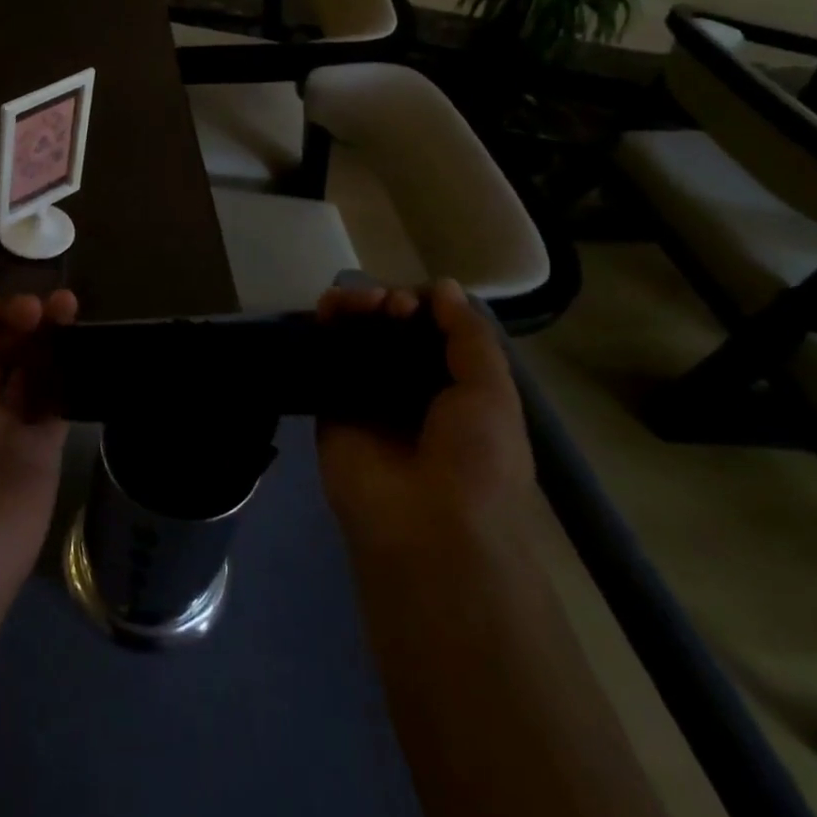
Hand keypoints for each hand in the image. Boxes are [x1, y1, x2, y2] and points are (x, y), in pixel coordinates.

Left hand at [0, 292, 75, 617]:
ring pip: (36, 367)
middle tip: (52, 306)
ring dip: (52, 338)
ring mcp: (11, 425)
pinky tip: (84, 350)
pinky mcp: (43, 449)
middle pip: (6, 346)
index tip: (21, 307)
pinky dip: (71, 374)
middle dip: (26, 319)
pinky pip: (58, 402)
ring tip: (72, 310)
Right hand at [315, 280, 532, 560]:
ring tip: (358, 303)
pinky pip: (326, 358)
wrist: (427, 529)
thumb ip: (469, 336)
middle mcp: (411, 388)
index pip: (434, 330)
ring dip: (357, 307)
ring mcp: (369, 396)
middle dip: (389, 304)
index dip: (425, 308)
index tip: (416, 304)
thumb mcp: (492, 392)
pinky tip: (327, 309)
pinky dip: (324, 327)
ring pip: (358, 336)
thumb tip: (443, 287)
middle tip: (388, 306)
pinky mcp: (332, 405)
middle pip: (393, 328)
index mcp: (456, 387)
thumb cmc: (476, 461)